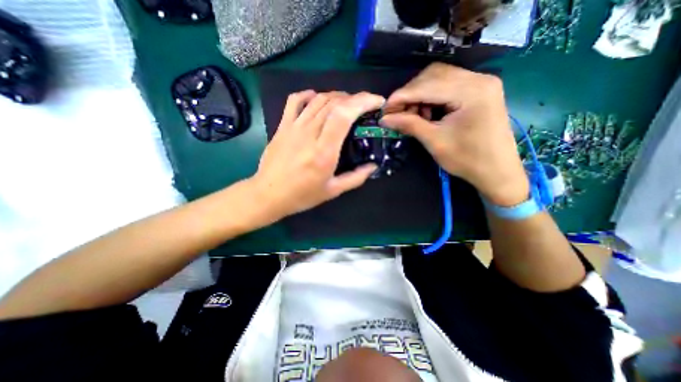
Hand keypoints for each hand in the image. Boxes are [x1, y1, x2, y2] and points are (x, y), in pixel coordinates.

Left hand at [249, 89, 382, 219]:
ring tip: (348, 103)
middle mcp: (309, 134)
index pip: (343, 115)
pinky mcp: (282, 126)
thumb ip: (356, 178)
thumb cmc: (302, 195)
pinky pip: (294, 101)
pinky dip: (309, 95)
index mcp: (324, 152)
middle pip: (334, 103)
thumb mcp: (333, 191)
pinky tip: (317, 98)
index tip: (377, 102)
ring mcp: (293, 127)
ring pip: (318, 99)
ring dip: (337, 96)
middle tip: (366, 105)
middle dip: (355, 98)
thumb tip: (373, 166)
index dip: (363, 102)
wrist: (268, 194)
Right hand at [381, 62, 527, 206]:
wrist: (497, 171)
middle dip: (410, 94)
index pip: (427, 85)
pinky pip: (448, 85)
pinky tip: (427, 112)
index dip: (401, 96)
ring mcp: (481, 83)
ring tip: (413, 115)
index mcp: (471, 91)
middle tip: (398, 113)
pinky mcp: (479, 90)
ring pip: (439, 78)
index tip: (384, 109)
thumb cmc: (467, 160)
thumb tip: (385, 118)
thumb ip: (409, 125)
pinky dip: (431, 96)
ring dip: (420, 94)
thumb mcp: (434, 142)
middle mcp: (479, 79)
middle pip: (433, 75)